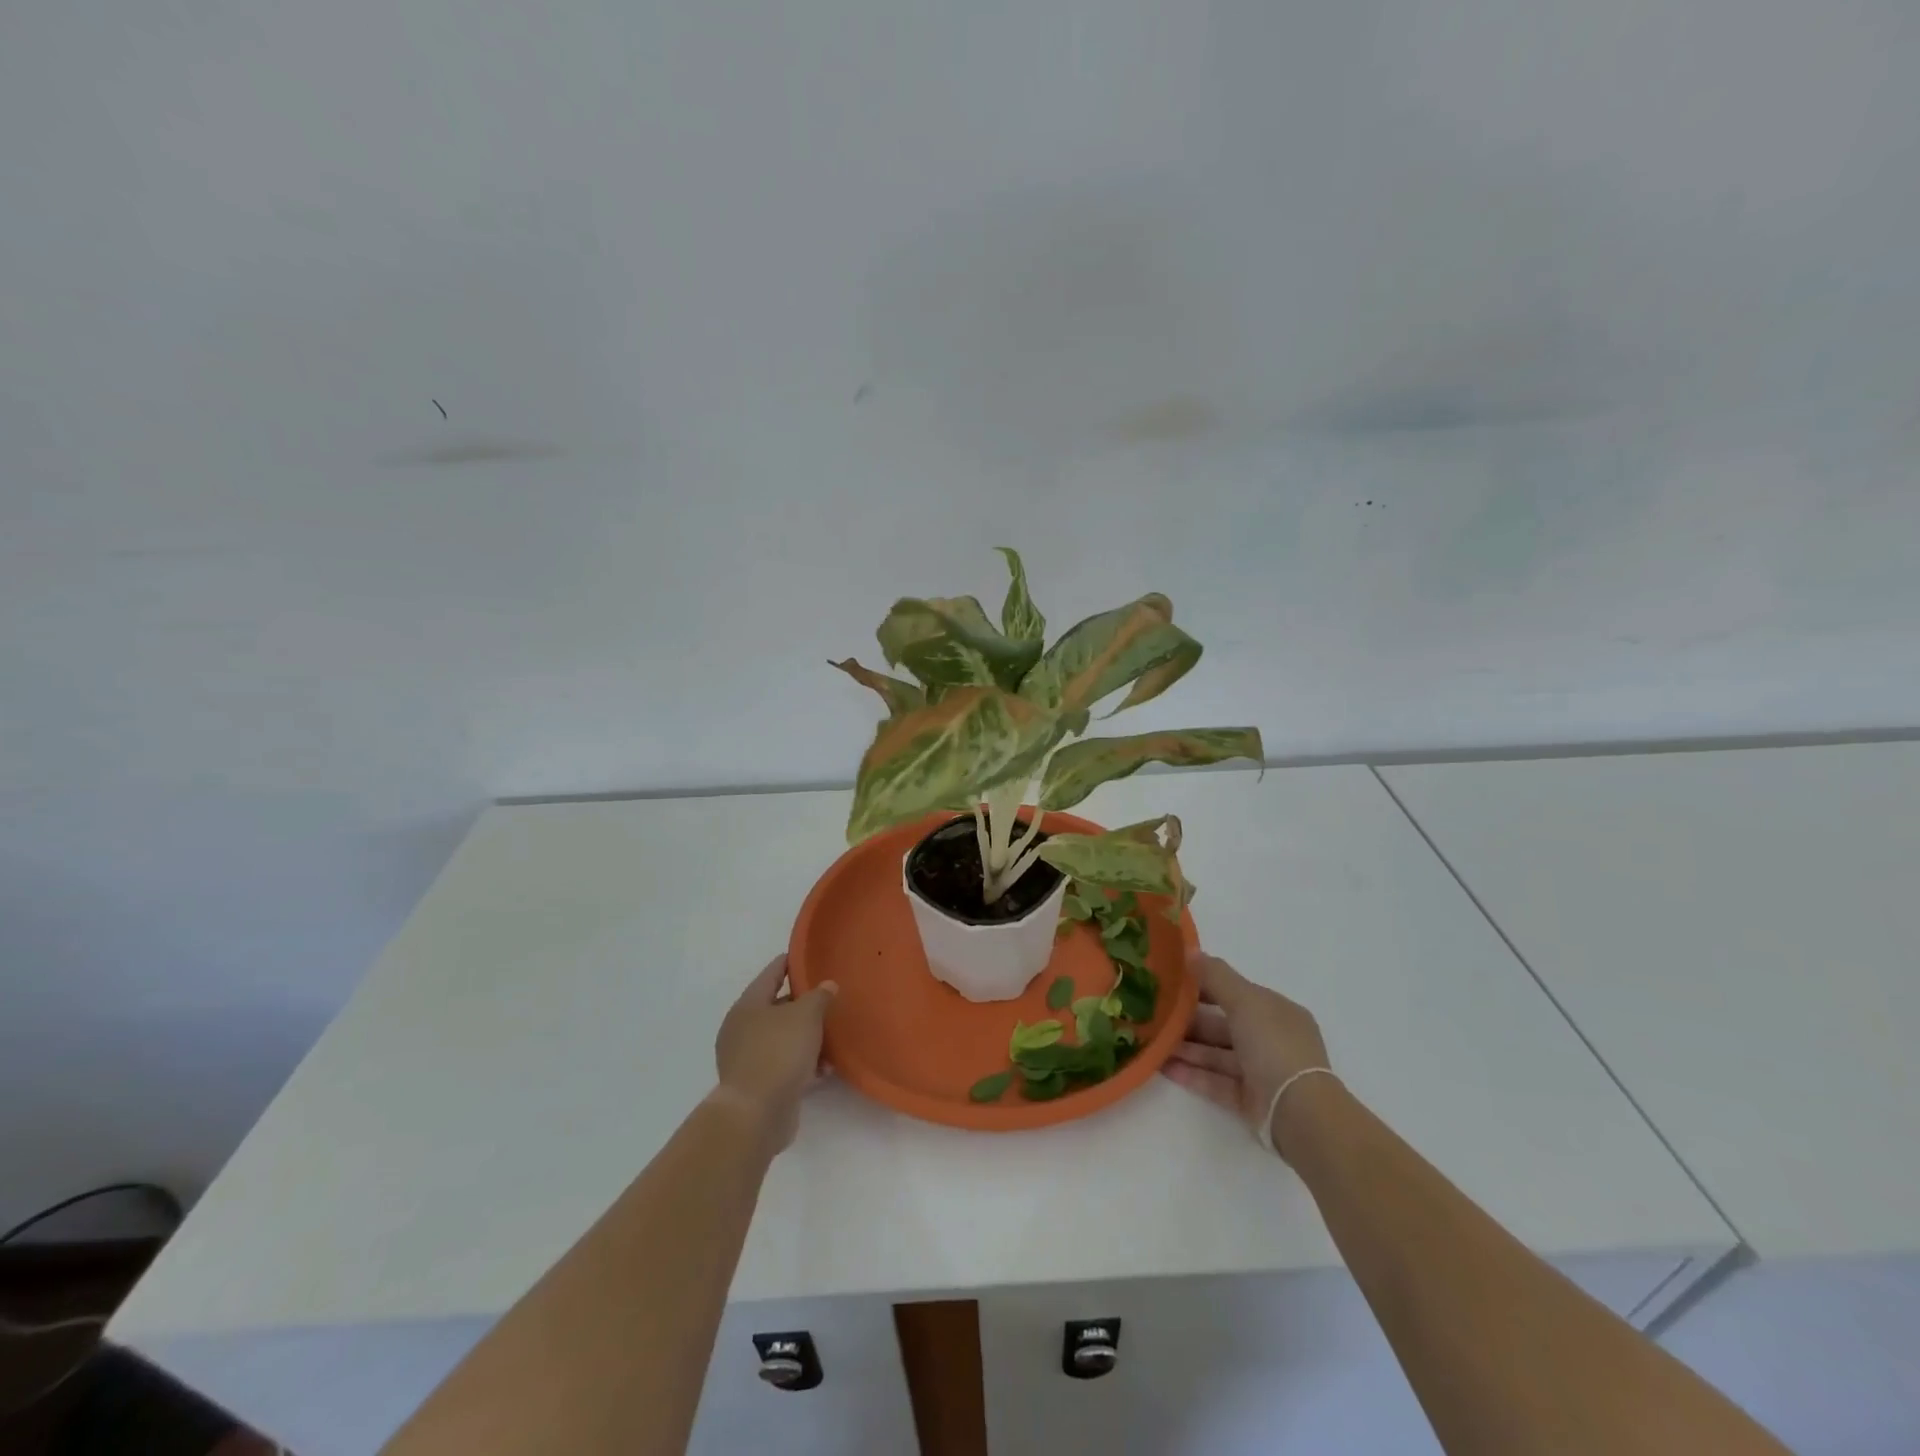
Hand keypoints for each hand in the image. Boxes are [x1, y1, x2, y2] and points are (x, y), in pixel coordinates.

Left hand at [712, 955, 837, 1152]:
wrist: (756, 1114)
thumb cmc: (779, 1052)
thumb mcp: (806, 1015)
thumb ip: (819, 996)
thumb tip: (827, 986)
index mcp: (748, 1005)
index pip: (771, 974)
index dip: (789, 963)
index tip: (806, 957)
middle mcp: (742, 1028)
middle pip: (776, 1007)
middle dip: (803, 1006)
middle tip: (827, 1000)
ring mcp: (746, 1058)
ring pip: (782, 1038)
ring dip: (807, 1039)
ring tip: (832, 1041)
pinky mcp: (756, 1084)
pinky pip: (784, 1065)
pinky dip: (802, 1064)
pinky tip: (824, 1070)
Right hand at [1162, 950, 1333, 1158]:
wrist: (1298, 1113)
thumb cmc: (1273, 1045)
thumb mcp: (1245, 1000)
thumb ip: (1216, 976)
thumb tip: (1190, 951)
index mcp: (1275, 1012)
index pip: (1235, 993)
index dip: (1204, 986)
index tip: (1170, 982)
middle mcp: (1269, 1040)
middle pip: (1222, 1025)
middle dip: (1189, 1021)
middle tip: (1154, 1016)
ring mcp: (1260, 1072)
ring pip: (1216, 1055)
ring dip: (1185, 1048)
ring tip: (1152, 1043)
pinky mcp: (1249, 1101)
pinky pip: (1215, 1082)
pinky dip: (1191, 1074)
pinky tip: (1163, 1067)